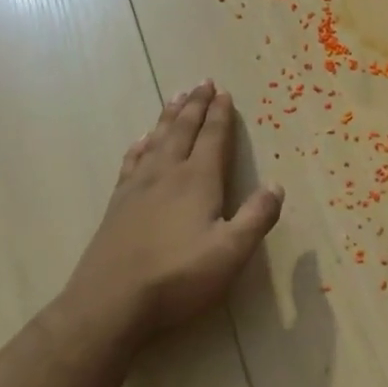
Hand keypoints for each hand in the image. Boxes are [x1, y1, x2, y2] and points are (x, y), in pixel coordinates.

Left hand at [55, 81, 283, 347]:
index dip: (220, 115)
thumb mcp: (231, 252)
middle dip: (195, 106)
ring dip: (169, 118)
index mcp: (197, 181)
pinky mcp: (118, 205)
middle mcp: (166, 174)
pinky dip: (141, 145)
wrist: (110, 303)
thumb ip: (257, 217)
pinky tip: (142, 142)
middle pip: (182, 130)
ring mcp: (137, 188)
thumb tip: (277, 186)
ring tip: (175, 98)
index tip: (224, 93)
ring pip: (156, 140)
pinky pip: (132, 161)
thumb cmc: (178, 277)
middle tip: (202, 83)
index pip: (213, 138)